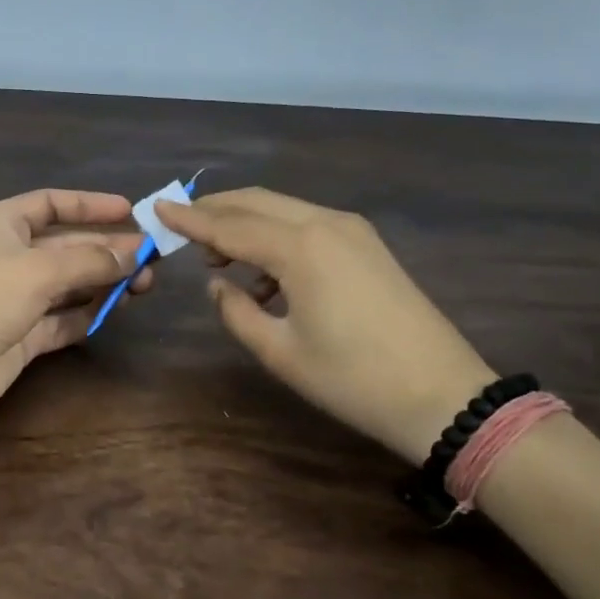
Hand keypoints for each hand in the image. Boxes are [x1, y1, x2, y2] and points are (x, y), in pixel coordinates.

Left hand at [0, 189, 153, 430]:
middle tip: (151, 258)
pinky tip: (116, 311)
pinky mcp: (22, 336)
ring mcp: (16, 298)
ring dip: (104, 283)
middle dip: (107, 249)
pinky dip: (87, 315)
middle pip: (67, 246)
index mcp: (2, 225)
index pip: (51, 204)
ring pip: (69, 284)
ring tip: (145, 285)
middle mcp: (10, 257)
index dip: (90, 205)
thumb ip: (89, 260)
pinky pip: (62, 320)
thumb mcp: (38, 269)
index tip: (130, 211)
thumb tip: (132, 253)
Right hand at [157, 188, 493, 461]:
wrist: (443, 396)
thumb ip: (236, 312)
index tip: (156, 207)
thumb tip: (217, 285)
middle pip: (257, 202)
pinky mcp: (367, 247)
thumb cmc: (352, 379)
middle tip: (182, 228)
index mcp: (301, 248)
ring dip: (246, 223)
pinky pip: (308, 226)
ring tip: (219, 258)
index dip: (190, 218)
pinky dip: (276, 237)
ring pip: (284, 210)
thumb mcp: (279, 352)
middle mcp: (326, 224)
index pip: (230, 224)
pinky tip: (265, 276)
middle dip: (216, 209)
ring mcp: (352, 232)